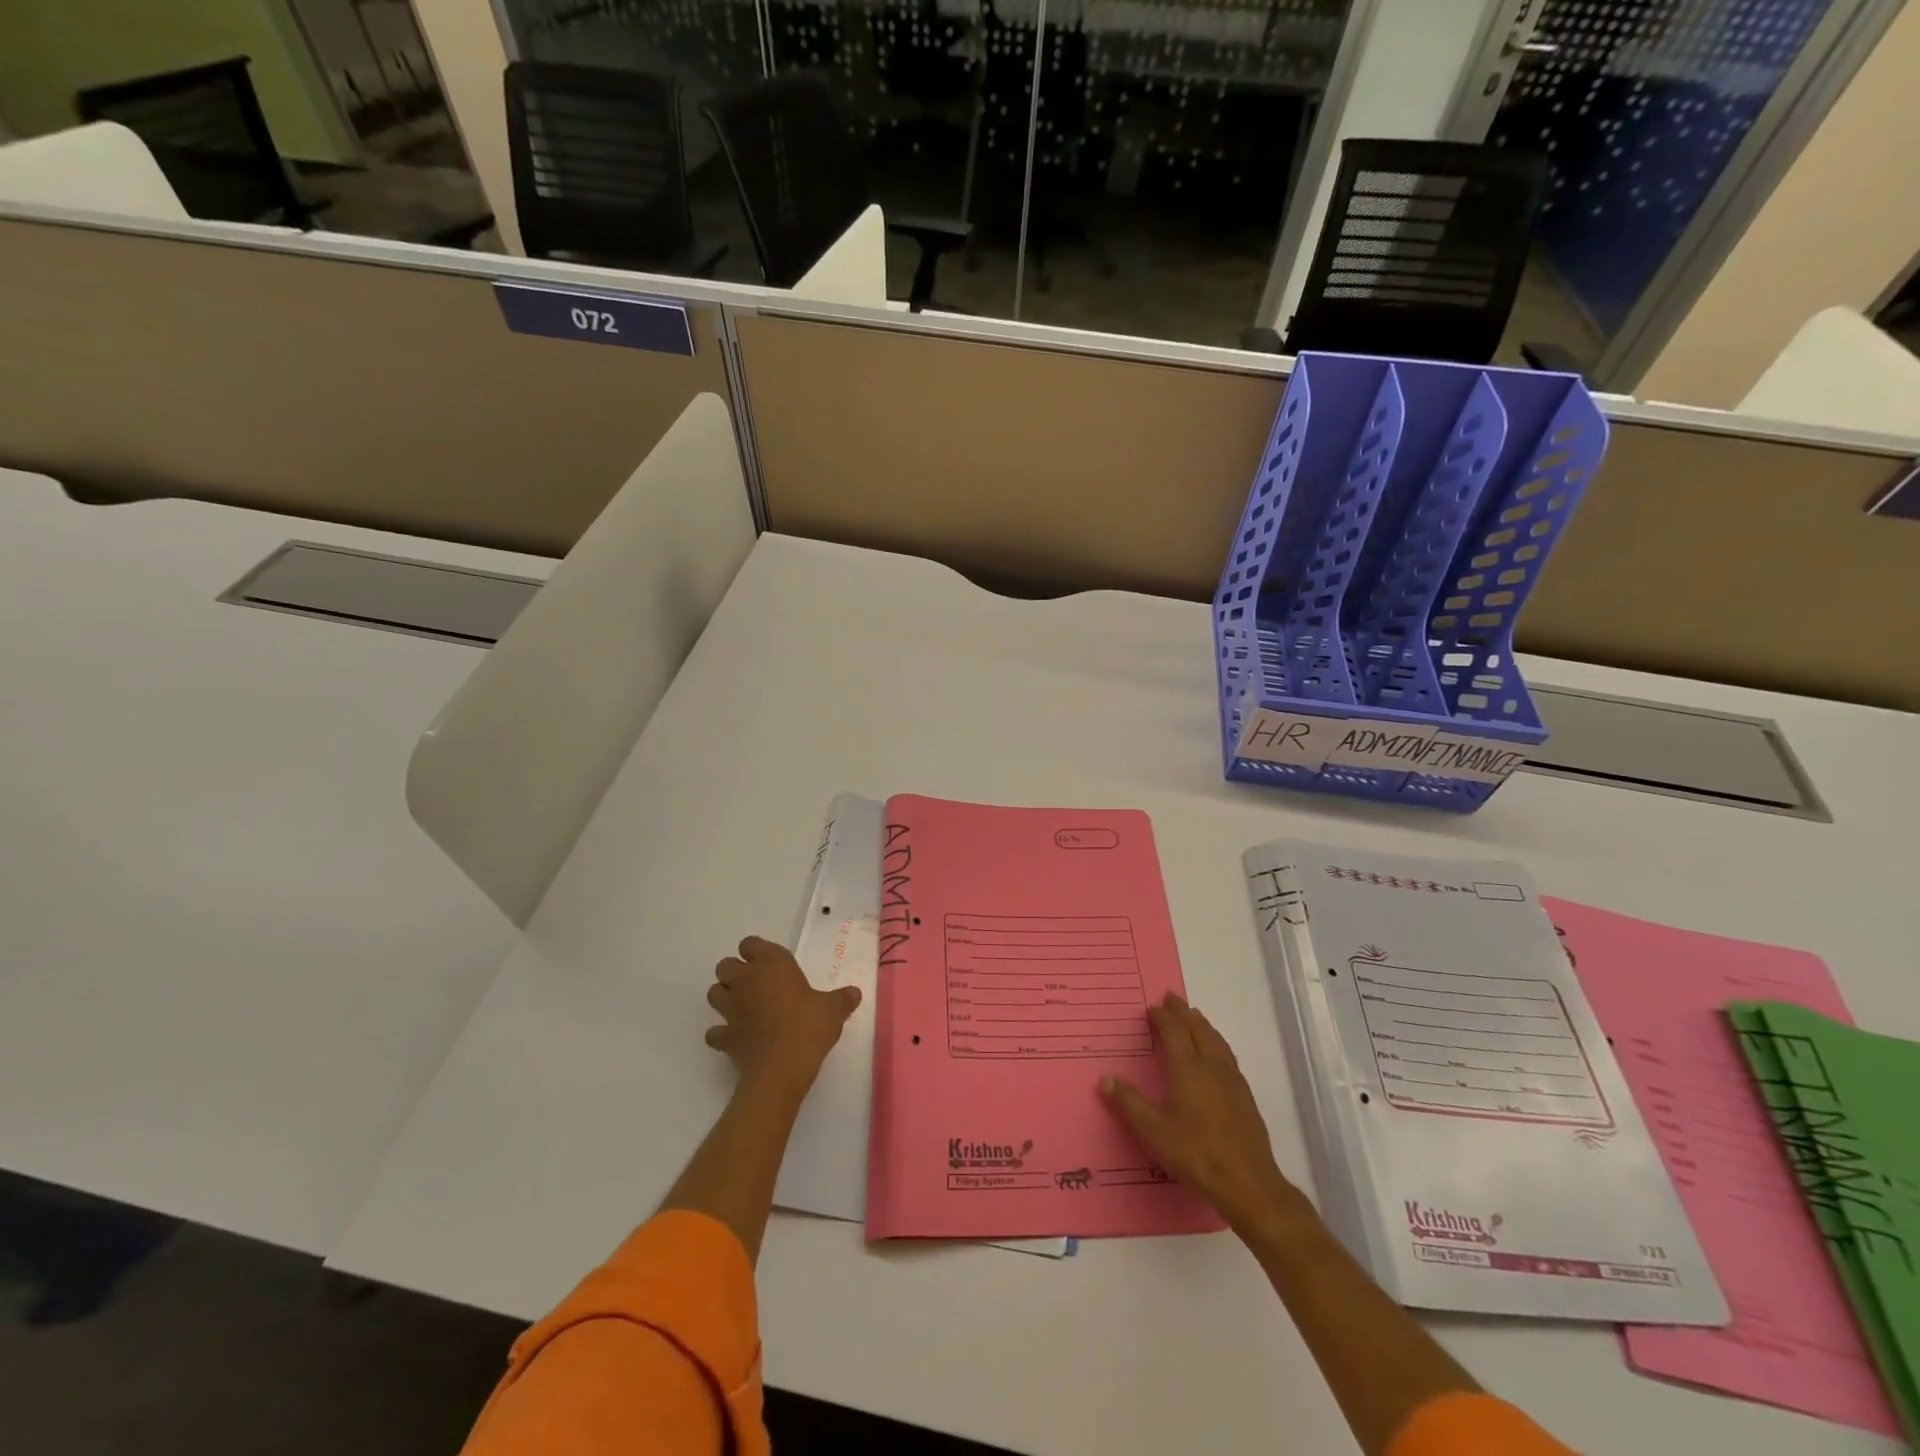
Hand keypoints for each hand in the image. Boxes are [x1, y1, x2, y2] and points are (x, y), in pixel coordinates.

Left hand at [706, 936, 859, 1096]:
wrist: (781, 1068)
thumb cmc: (808, 1027)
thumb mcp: (833, 1010)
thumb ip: (842, 999)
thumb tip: (854, 993)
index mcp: (771, 964)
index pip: (750, 944)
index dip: (757, 952)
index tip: (771, 964)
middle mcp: (745, 980)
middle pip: (725, 965)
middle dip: (735, 972)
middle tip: (757, 985)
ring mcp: (730, 1009)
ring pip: (714, 993)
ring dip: (724, 997)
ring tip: (743, 1007)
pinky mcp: (724, 1037)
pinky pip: (714, 1031)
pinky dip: (721, 1033)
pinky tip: (736, 1038)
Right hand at [1101, 993, 1310, 1238]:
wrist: (1248, 1183)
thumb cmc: (1196, 1154)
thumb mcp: (1154, 1132)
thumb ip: (1129, 1103)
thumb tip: (1105, 1078)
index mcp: (1188, 1068)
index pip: (1174, 1031)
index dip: (1162, 1017)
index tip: (1151, 1008)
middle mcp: (1211, 1066)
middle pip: (1197, 1029)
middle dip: (1183, 1012)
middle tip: (1171, 999)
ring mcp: (1232, 1080)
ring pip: (1216, 1040)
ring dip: (1202, 1024)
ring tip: (1193, 1016)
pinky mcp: (1245, 1095)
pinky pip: (1227, 1055)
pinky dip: (1216, 1042)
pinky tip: (1216, 1053)